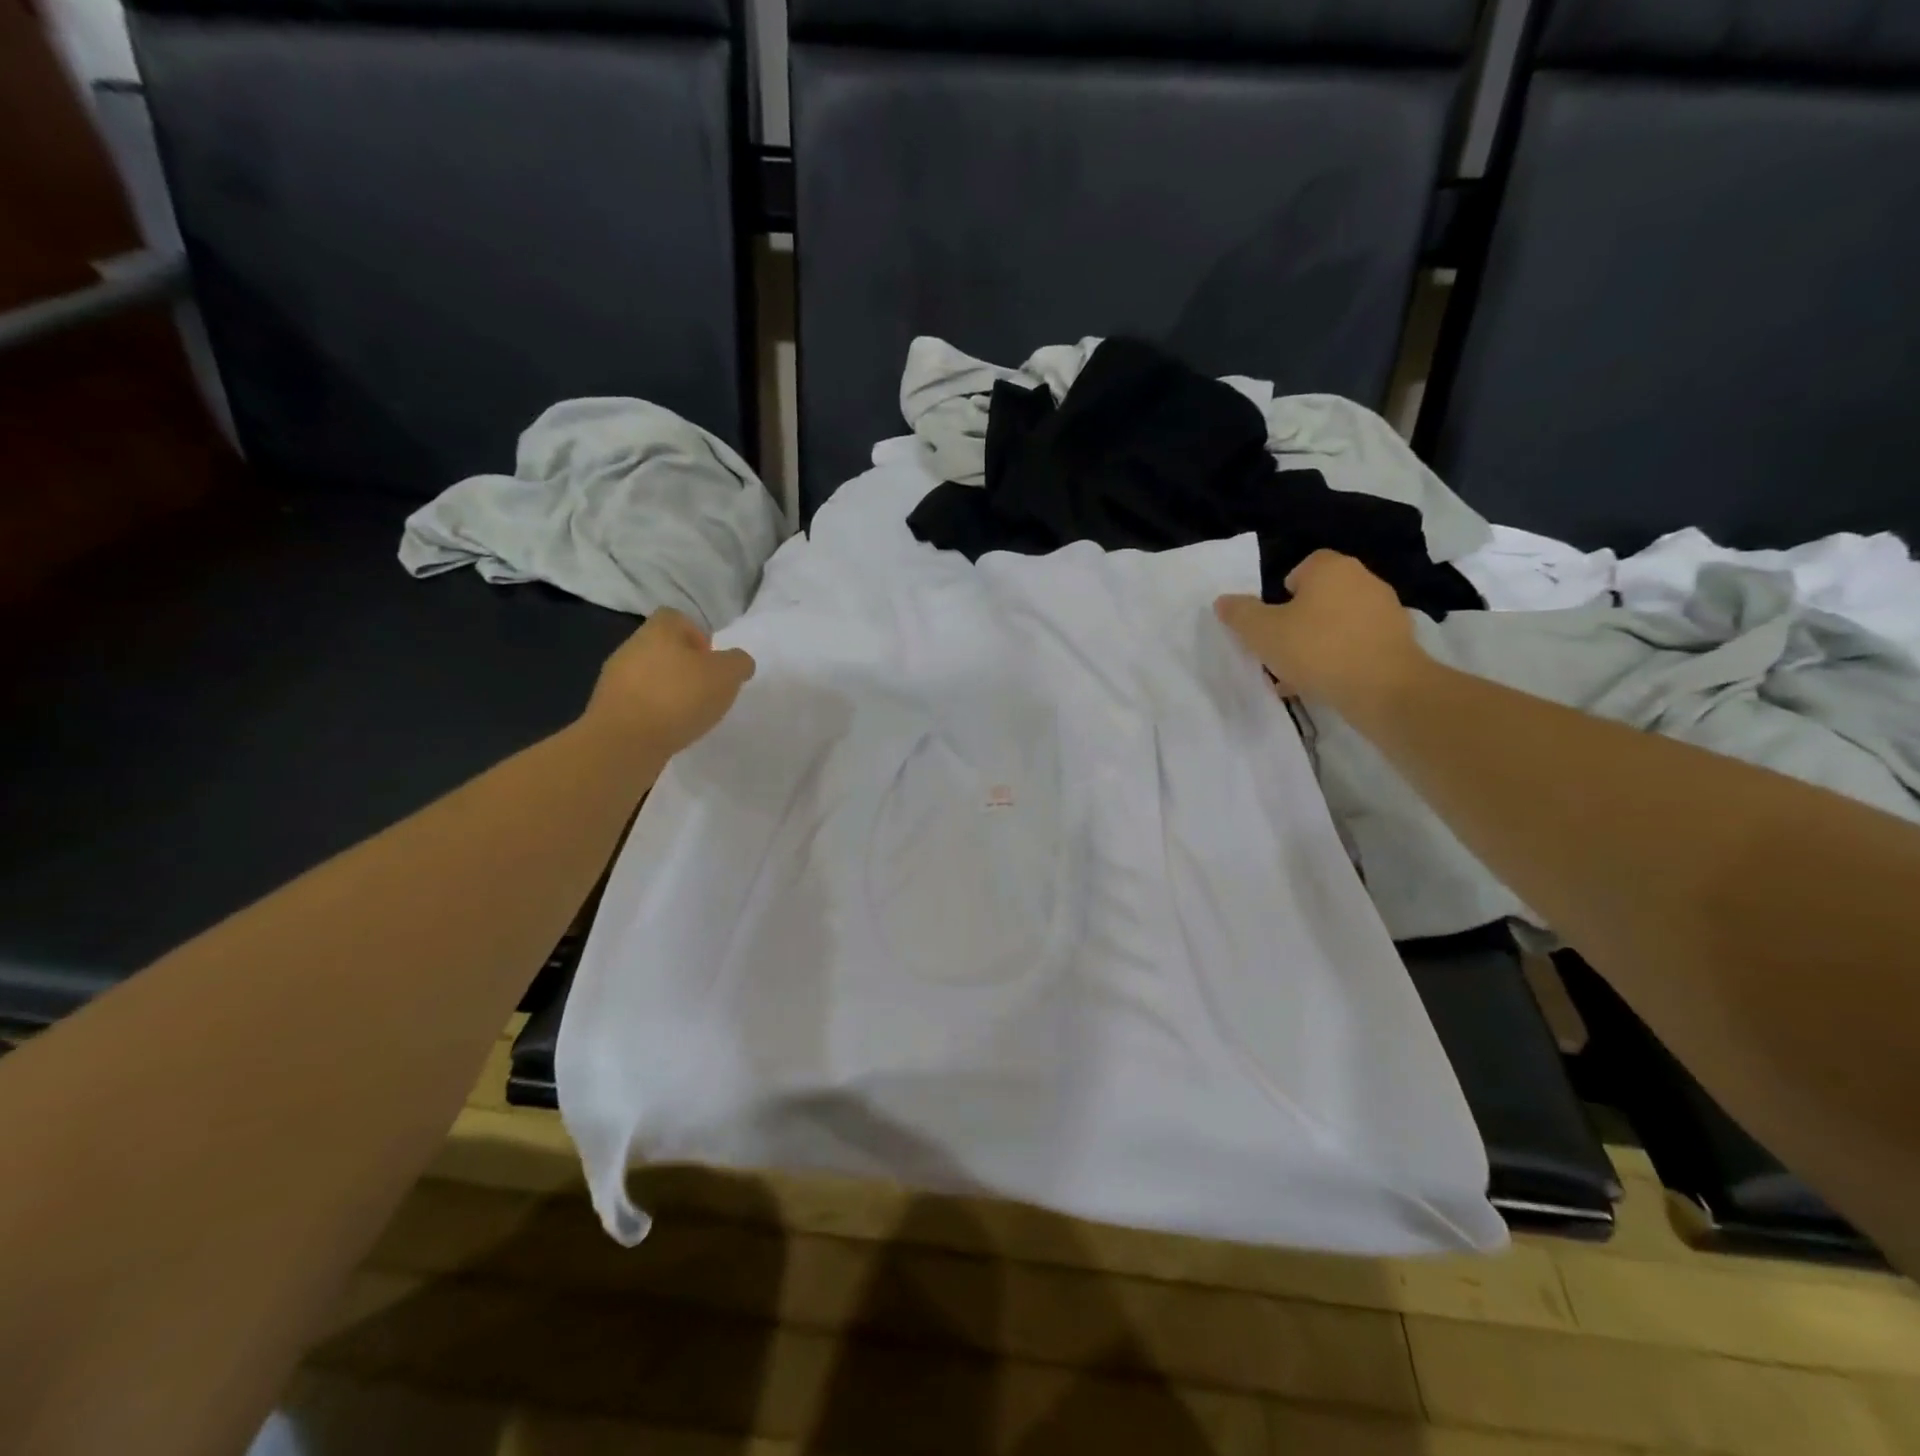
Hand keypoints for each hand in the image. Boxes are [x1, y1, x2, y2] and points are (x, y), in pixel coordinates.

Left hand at [583, 609, 755, 754]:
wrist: (625, 741)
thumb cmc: (679, 697)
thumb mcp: (726, 675)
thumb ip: (738, 663)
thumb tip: (738, 662)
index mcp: (659, 630)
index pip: (677, 618)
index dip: (698, 635)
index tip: (712, 662)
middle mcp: (632, 647)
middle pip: (663, 648)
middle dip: (685, 667)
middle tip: (706, 690)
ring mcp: (615, 678)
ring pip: (649, 676)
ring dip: (669, 691)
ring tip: (689, 715)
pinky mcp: (608, 708)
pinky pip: (638, 702)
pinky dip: (655, 712)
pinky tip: (668, 730)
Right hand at [1214, 551, 1426, 715]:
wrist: (1383, 687)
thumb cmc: (1316, 649)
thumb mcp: (1262, 632)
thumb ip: (1240, 614)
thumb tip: (1223, 601)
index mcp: (1330, 568)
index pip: (1303, 567)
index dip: (1283, 593)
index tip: (1272, 621)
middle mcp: (1362, 580)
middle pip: (1320, 596)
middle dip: (1299, 620)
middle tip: (1280, 648)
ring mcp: (1385, 610)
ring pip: (1338, 623)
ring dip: (1318, 642)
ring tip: (1298, 674)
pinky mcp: (1398, 640)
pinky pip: (1357, 644)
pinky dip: (1340, 658)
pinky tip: (1324, 683)